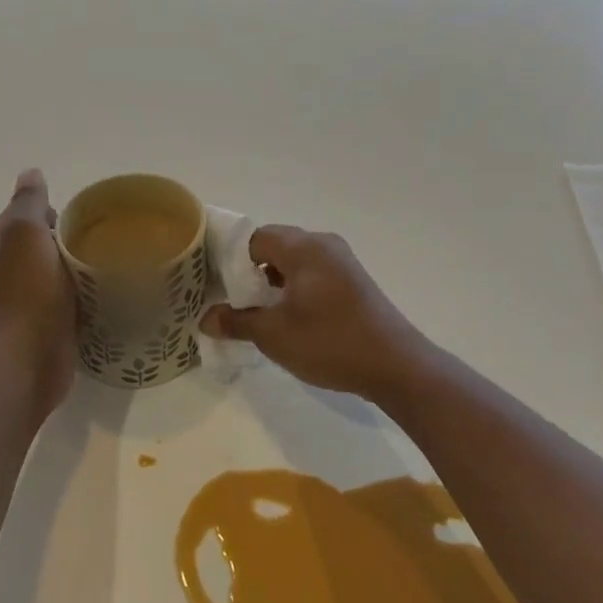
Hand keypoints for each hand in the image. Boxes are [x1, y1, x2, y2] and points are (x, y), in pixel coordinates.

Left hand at [0, 169, 76, 419]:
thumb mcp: (27, 235)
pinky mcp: (34, 325)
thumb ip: (28, 202)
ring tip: (98, 267)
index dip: (48, 212)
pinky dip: (73, 292)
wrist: (31, 360)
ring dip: (70, 267)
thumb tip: (30, 173)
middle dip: (61, 239)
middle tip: (92, 243)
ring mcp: (13, 302)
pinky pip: (57, 296)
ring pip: (48, 270)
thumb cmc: (28, 294)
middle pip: (35, 242)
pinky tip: (93, 294)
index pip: (19, 215)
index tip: (76, 221)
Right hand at [201, 226, 431, 405]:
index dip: (231, 259)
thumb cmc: (330, 342)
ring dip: (273, 281)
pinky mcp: (353, 280)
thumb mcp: (274, 335)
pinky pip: (313, 272)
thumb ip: (237, 322)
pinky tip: (288, 316)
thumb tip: (206, 318)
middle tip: (232, 300)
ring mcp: (342, 261)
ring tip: (256, 311)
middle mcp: (323, 244)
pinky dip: (295, 287)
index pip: (254, 238)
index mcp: (303, 247)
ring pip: (295, 260)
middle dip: (250, 271)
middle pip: (275, 245)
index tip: (215, 285)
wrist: (395, 364)